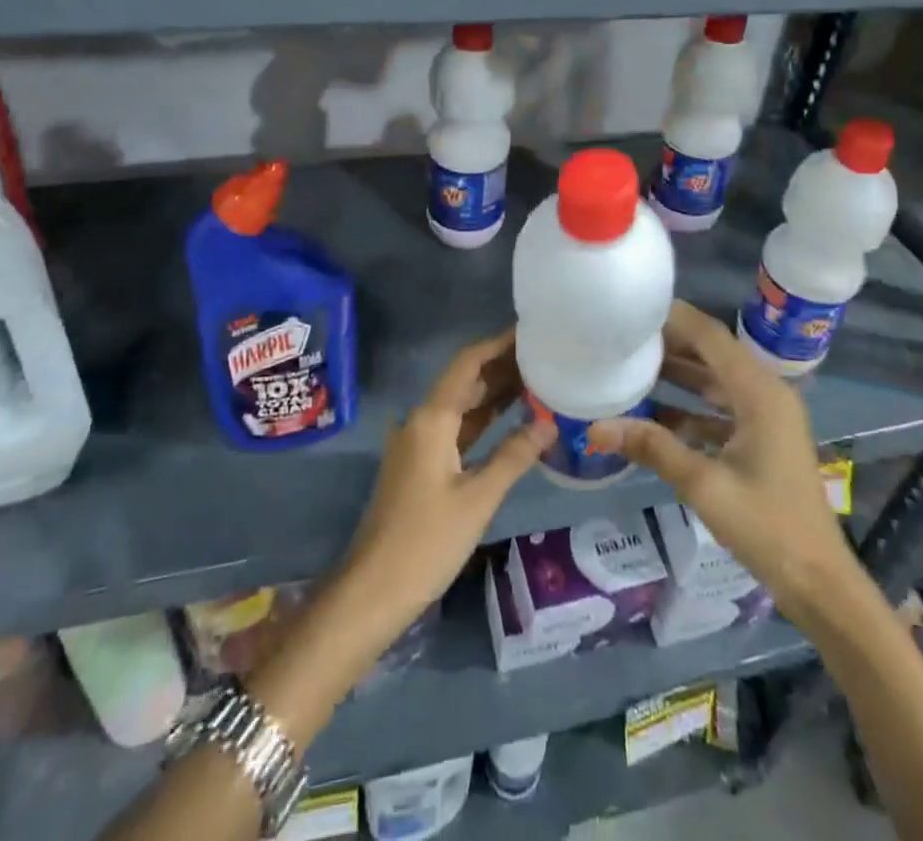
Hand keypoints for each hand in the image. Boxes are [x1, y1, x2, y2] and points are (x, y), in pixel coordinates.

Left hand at [337, 328, 555, 636]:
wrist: (373, 591)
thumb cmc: (426, 542)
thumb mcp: (477, 498)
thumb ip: (514, 455)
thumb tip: (550, 422)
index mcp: (431, 419)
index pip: (467, 364)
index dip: (497, 344)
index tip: (529, 331)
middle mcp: (422, 421)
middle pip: (464, 381)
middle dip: (501, 366)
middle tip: (544, 354)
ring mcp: (419, 443)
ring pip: (461, 406)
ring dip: (494, 392)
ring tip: (537, 378)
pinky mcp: (422, 464)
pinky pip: (457, 429)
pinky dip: (483, 420)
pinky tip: (512, 418)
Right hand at [590, 300, 853, 615]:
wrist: (818, 583)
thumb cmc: (767, 527)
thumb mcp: (704, 484)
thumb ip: (652, 448)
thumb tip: (595, 427)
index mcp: (760, 392)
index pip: (711, 337)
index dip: (674, 318)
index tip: (633, 309)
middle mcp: (765, 394)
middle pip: (712, 354)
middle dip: (670, 344)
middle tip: (623, 337)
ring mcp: (765, 418)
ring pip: (715, 382)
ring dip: (678, 375)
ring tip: (630, 365)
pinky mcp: (761, 440)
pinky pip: (720, 410)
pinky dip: (689, 408)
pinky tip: (653, 416)